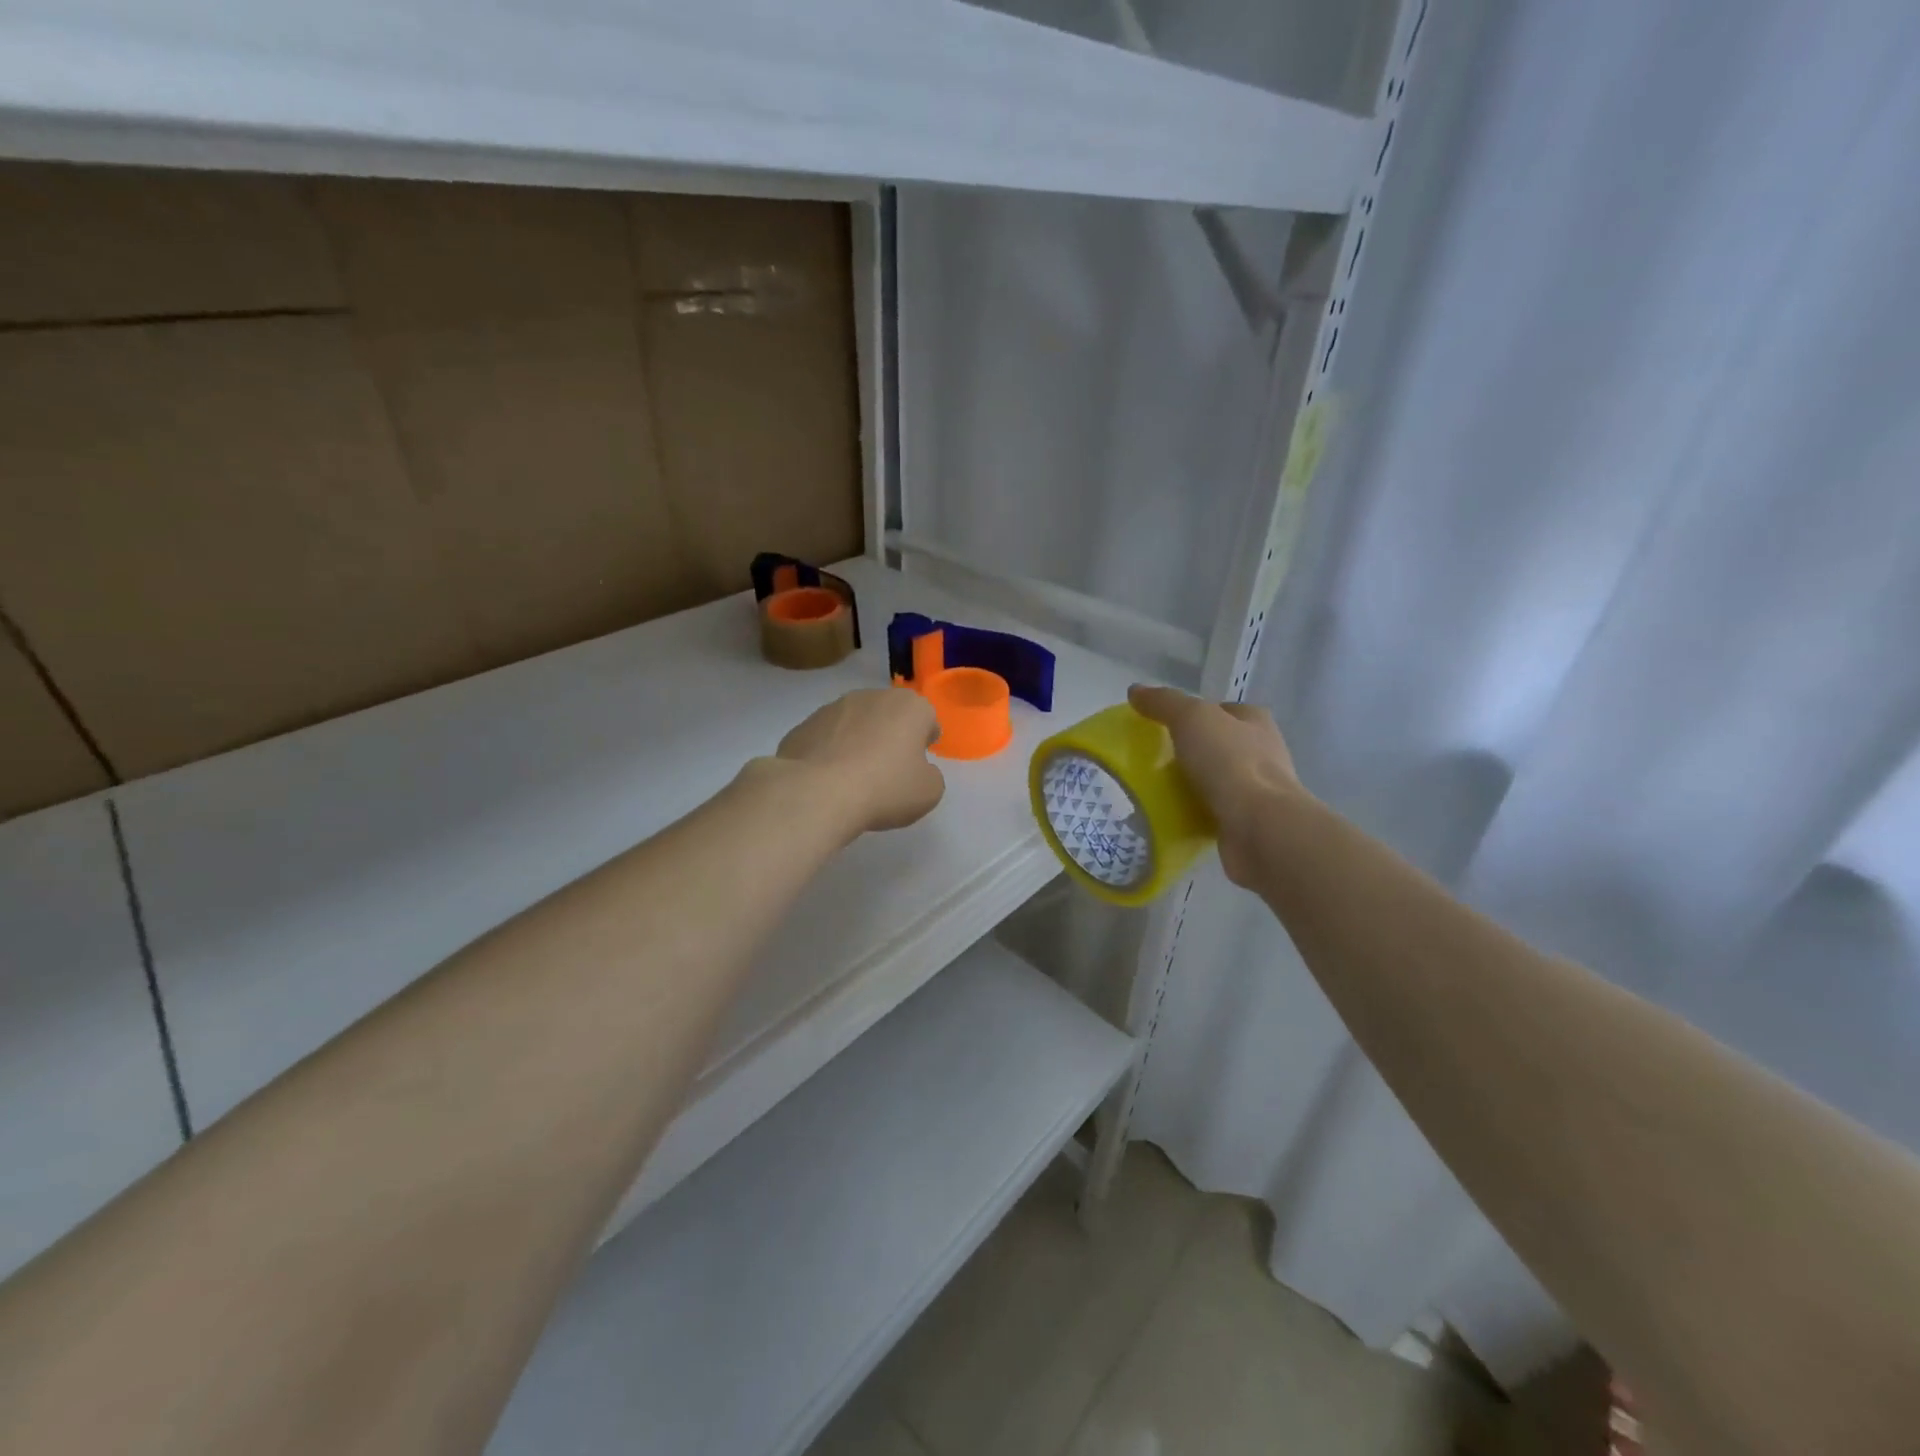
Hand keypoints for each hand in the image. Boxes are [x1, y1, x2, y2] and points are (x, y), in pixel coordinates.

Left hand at [774, 688, 945, 836]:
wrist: (817, 793)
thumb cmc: (884, 788)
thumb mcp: (928, 792)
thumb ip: (930, 775)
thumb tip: (917, 770)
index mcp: (909, 706)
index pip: (926, 717)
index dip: (925, 740)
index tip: (919, 763)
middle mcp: (871, 697)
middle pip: (889, 715)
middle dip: (890, 736)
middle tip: (888, 771)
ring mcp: (832, 708)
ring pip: (854, 723)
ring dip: (858, 742)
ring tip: (853, 778)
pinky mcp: (803, 725)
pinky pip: (826, 739)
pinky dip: (829, 753)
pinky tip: (827, 781)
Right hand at [1128, 684, 1304, 885]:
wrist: (1259, 827)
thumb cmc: (1230, 762)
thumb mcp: (1191, 718)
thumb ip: (1164, 702)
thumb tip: (1136, 690)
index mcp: (1256, 722)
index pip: (1225, 710)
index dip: (1198, 713)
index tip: (1166, 726)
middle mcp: (1263, 753)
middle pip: (1220, 746)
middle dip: (1192, 751)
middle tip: (1156, 759)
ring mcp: (1258, 791)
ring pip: (1216, 781)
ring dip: (1192, 785)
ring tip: (1156, 790)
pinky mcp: (1248, 823)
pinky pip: (1213, 813)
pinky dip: (1193, 814)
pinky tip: (1169, 817)